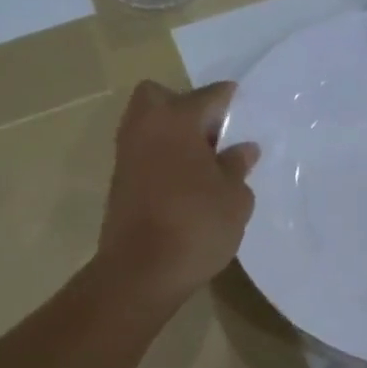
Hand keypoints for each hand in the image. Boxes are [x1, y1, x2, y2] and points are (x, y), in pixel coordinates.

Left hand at [97, 80, 258, 303]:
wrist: (140, 272)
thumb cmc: (195, 226)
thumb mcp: (234, 198)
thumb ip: (237, 166)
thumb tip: (243, 148)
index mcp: (176, 119)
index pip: (210, 96)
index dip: (232, 103)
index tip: (248, 115)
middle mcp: (145, 127)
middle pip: (160, 97)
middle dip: (185, 107)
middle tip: (211, 136)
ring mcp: (126, 155)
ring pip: (148, 126)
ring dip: (172, 135)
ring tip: (203, 165)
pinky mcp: (119, 182)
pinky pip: (143, 154)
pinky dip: (161, 159)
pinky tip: (185, 185)